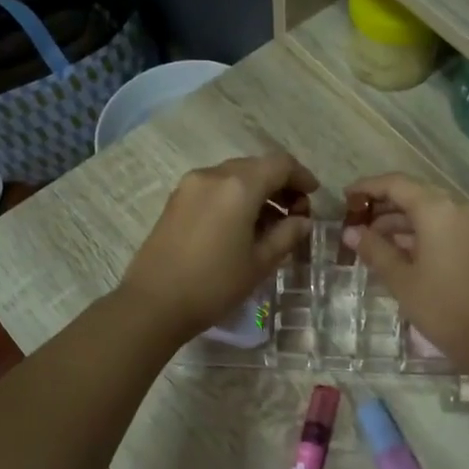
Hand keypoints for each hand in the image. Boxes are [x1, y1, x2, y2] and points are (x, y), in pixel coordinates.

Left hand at [121, 154, 317, 338]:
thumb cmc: (214, 284)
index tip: (314, 196)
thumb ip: (287, 235)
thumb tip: (302, 221)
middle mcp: (213, 175)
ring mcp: (190, 185)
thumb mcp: (260, 263)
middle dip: (279, 185)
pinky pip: (214, 188)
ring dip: (257, 191)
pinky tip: (241, 227)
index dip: (302, 176)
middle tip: (295, 214)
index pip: (280, 164)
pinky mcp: (176, 200)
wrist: (153, 303)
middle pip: (256, 166)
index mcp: (239, 186)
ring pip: (234, 176)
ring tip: (270, 225)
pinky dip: (234, 198)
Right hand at [343, 173, 468, 364]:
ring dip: (404, 222)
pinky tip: (404, 253)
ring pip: (433, 212)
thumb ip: (375, 250)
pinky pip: (448, 227)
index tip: (346, 198)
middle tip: (357, 223)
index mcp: (437, 210)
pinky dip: (424, 233)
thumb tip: (351, 232)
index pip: (397, 184)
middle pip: (417, 195)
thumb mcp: (401, 280)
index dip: (368, 187)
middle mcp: (460, 208)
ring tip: (375, 241)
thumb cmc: (443, 307)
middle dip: (385, 207)